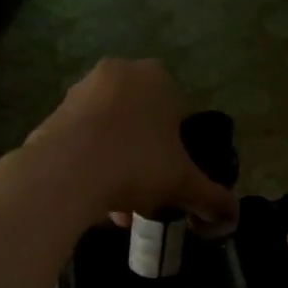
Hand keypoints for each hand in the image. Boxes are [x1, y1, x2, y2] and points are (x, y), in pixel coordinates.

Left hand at [22, 59, 237, 229]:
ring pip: (113, 135)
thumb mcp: (184, 183)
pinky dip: (93, 166)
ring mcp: (82, 90)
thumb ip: (212, 197)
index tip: (173, 180)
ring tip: (121, 209)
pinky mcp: (54, 113)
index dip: (179, 151)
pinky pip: (85, 141)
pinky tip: (96, 200)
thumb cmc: (136, 164)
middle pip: (143, 124)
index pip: (179, 113)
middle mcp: (119, 73)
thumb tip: (233, 215)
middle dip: (147, 163)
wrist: (65, 173)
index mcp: (157, 77)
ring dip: (121, 169)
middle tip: (149, 197)